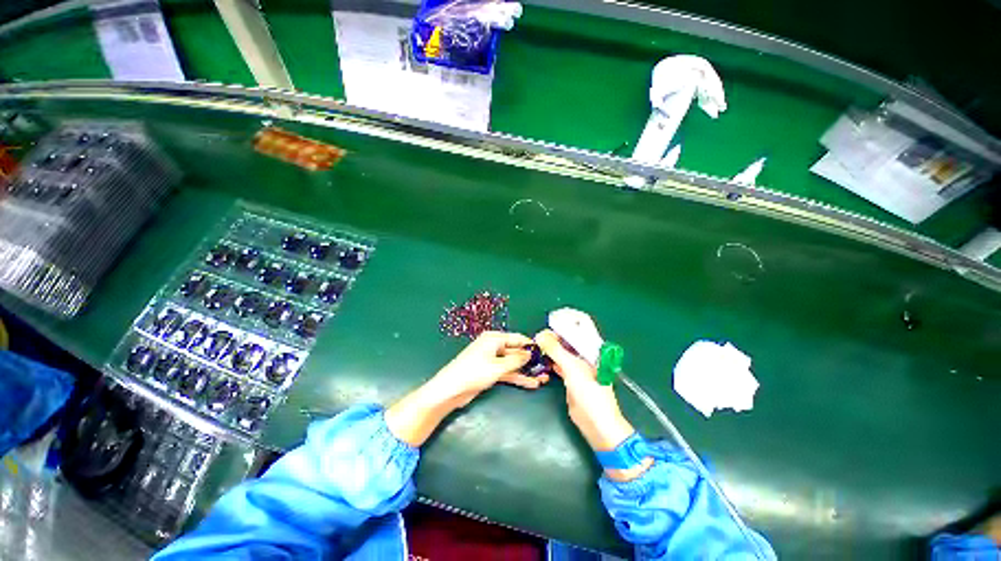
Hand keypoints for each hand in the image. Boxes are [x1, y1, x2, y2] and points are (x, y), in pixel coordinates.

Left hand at [386, 331, 547, 445]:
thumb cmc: (474, 372)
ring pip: (513, 364)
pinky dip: (518, 377)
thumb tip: (530, 353)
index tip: (546, 352)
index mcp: (494, 338)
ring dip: (526, 371)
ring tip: (544, 378)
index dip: (531, 345)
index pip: (517, 339)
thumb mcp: (498, 366)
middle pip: (516, 351)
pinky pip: (507, 372)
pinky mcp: (490, 372)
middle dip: (531, 360)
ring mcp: (492, 360)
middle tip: (547, 368)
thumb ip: (516, 360)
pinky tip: (531, 383)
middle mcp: (494, 346)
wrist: (450, 390)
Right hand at [535, 330, 650, 480]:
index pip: (578, 327)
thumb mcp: (572, 368)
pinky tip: (542, 360)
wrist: (597, 424)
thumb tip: (540, 335)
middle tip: (538, 337)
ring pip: (562, 351)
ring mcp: (578, 367)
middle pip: (568, 339)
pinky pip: (559, 364)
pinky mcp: (571, 378)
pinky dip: (550, 360)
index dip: (564, 321)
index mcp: (591, 348)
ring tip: (537, 346)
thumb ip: (556, 350)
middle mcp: (585, 355)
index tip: (548, 321)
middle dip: (553, 336)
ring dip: (551, 348)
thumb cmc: (590, 393)